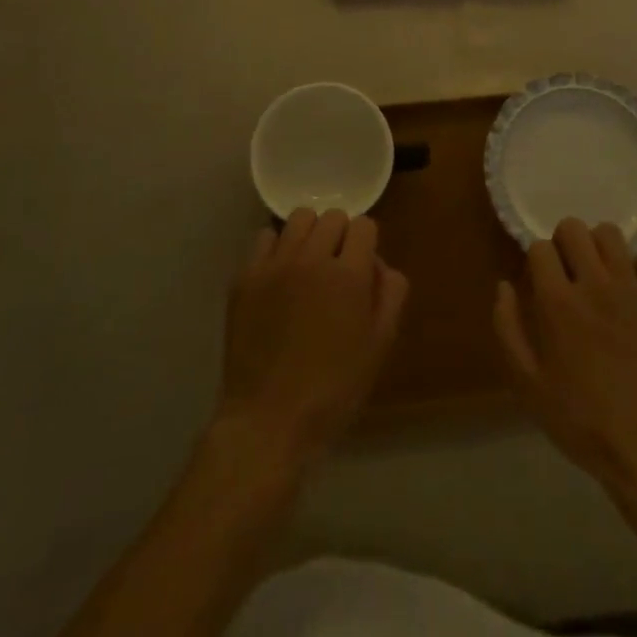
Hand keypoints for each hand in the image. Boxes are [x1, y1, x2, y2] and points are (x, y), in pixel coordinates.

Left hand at [216, 208, 407, 465]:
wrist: (268, 420)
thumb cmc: (333, 389)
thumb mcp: (379, 345)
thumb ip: (390, 293)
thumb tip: (378, 263)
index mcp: (349, 275)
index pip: (364, 225)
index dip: (366, 244)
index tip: (362, 268)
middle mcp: (312, 258)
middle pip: (332, 216)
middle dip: (340, 236)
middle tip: (336, 268)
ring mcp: (275, 265)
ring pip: (298, 219)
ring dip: (309, 234)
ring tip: (307, 264)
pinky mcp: (246, 277)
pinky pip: (265, 238)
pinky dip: (277, 248)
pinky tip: (280, 276)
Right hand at [494, 218, 636, 491]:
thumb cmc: (581, 421)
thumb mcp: (528, 384)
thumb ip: (508, 328)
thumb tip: (504, 285)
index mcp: (558, 303)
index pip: (540, 247)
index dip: (536, 260)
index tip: (540, 281)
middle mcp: (594, 285)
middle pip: (574, 228)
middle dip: (564, 242)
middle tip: (568, 271)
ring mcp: (633, 290)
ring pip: (611, 234)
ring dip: (599, 246)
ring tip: (600, 273)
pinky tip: (635, 287)